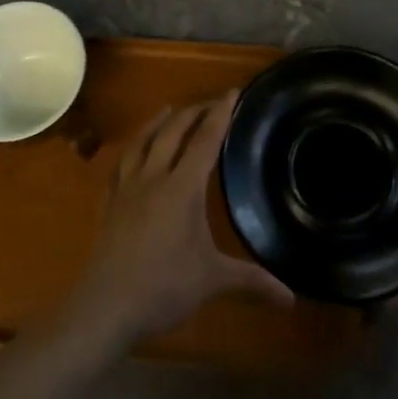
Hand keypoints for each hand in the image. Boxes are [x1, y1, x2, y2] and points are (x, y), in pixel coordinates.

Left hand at [59, 94, 293, 352]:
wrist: (106, 305)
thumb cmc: (163, 287)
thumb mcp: (212, 280)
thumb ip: (251, 281)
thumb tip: (291, 298)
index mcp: (182, 187)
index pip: (205, 140)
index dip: (220, 114)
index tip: (232, 92)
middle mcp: (154, 177)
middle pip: (173, 132)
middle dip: (193, 113)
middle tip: (210, 103)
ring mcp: (127, 188)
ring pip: (142, 142)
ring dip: (157, 122)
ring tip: (168, 109)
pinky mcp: (108, 203)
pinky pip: (119, 165)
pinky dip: (130, 150)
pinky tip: (131, 152)